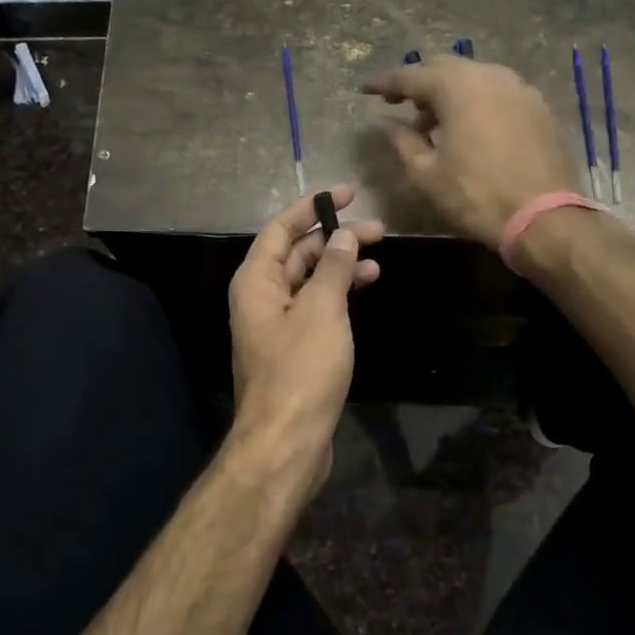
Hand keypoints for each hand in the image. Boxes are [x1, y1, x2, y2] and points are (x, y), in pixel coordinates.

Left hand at [227, 184, 382, 494]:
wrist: (286, 441)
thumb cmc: (301, 370)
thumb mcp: (321, 310)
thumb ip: (332, 267)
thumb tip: (342, 234)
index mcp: (256, 281)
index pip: (281, 228)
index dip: (312, 207)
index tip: (347, 193)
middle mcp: (261, 297)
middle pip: (297, 253)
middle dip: (333, 237)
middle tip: (377, 228)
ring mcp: (277, 324)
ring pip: (309, 280)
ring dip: (340, 265)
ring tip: (378, 256)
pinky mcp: (294, 347)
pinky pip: (315, 306)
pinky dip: (338, 293)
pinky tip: (364, 288)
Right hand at [361, 57, 578, 244]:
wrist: (543, 217)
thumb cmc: (476, 195)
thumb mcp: (426, 173)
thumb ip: (403, 141)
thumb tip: (388, 123)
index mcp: (457, 87)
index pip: (410, 76)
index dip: (385, 83)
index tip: (366, 89)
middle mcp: (489, 75)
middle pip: (445, 69)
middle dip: (419, 84)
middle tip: (400, 104)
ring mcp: (519, 88)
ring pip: (474, 78)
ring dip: (450, 93)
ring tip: (436, 122)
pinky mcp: (538, 106)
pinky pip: (498, 92)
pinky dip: (477, 101)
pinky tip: (470, 128)